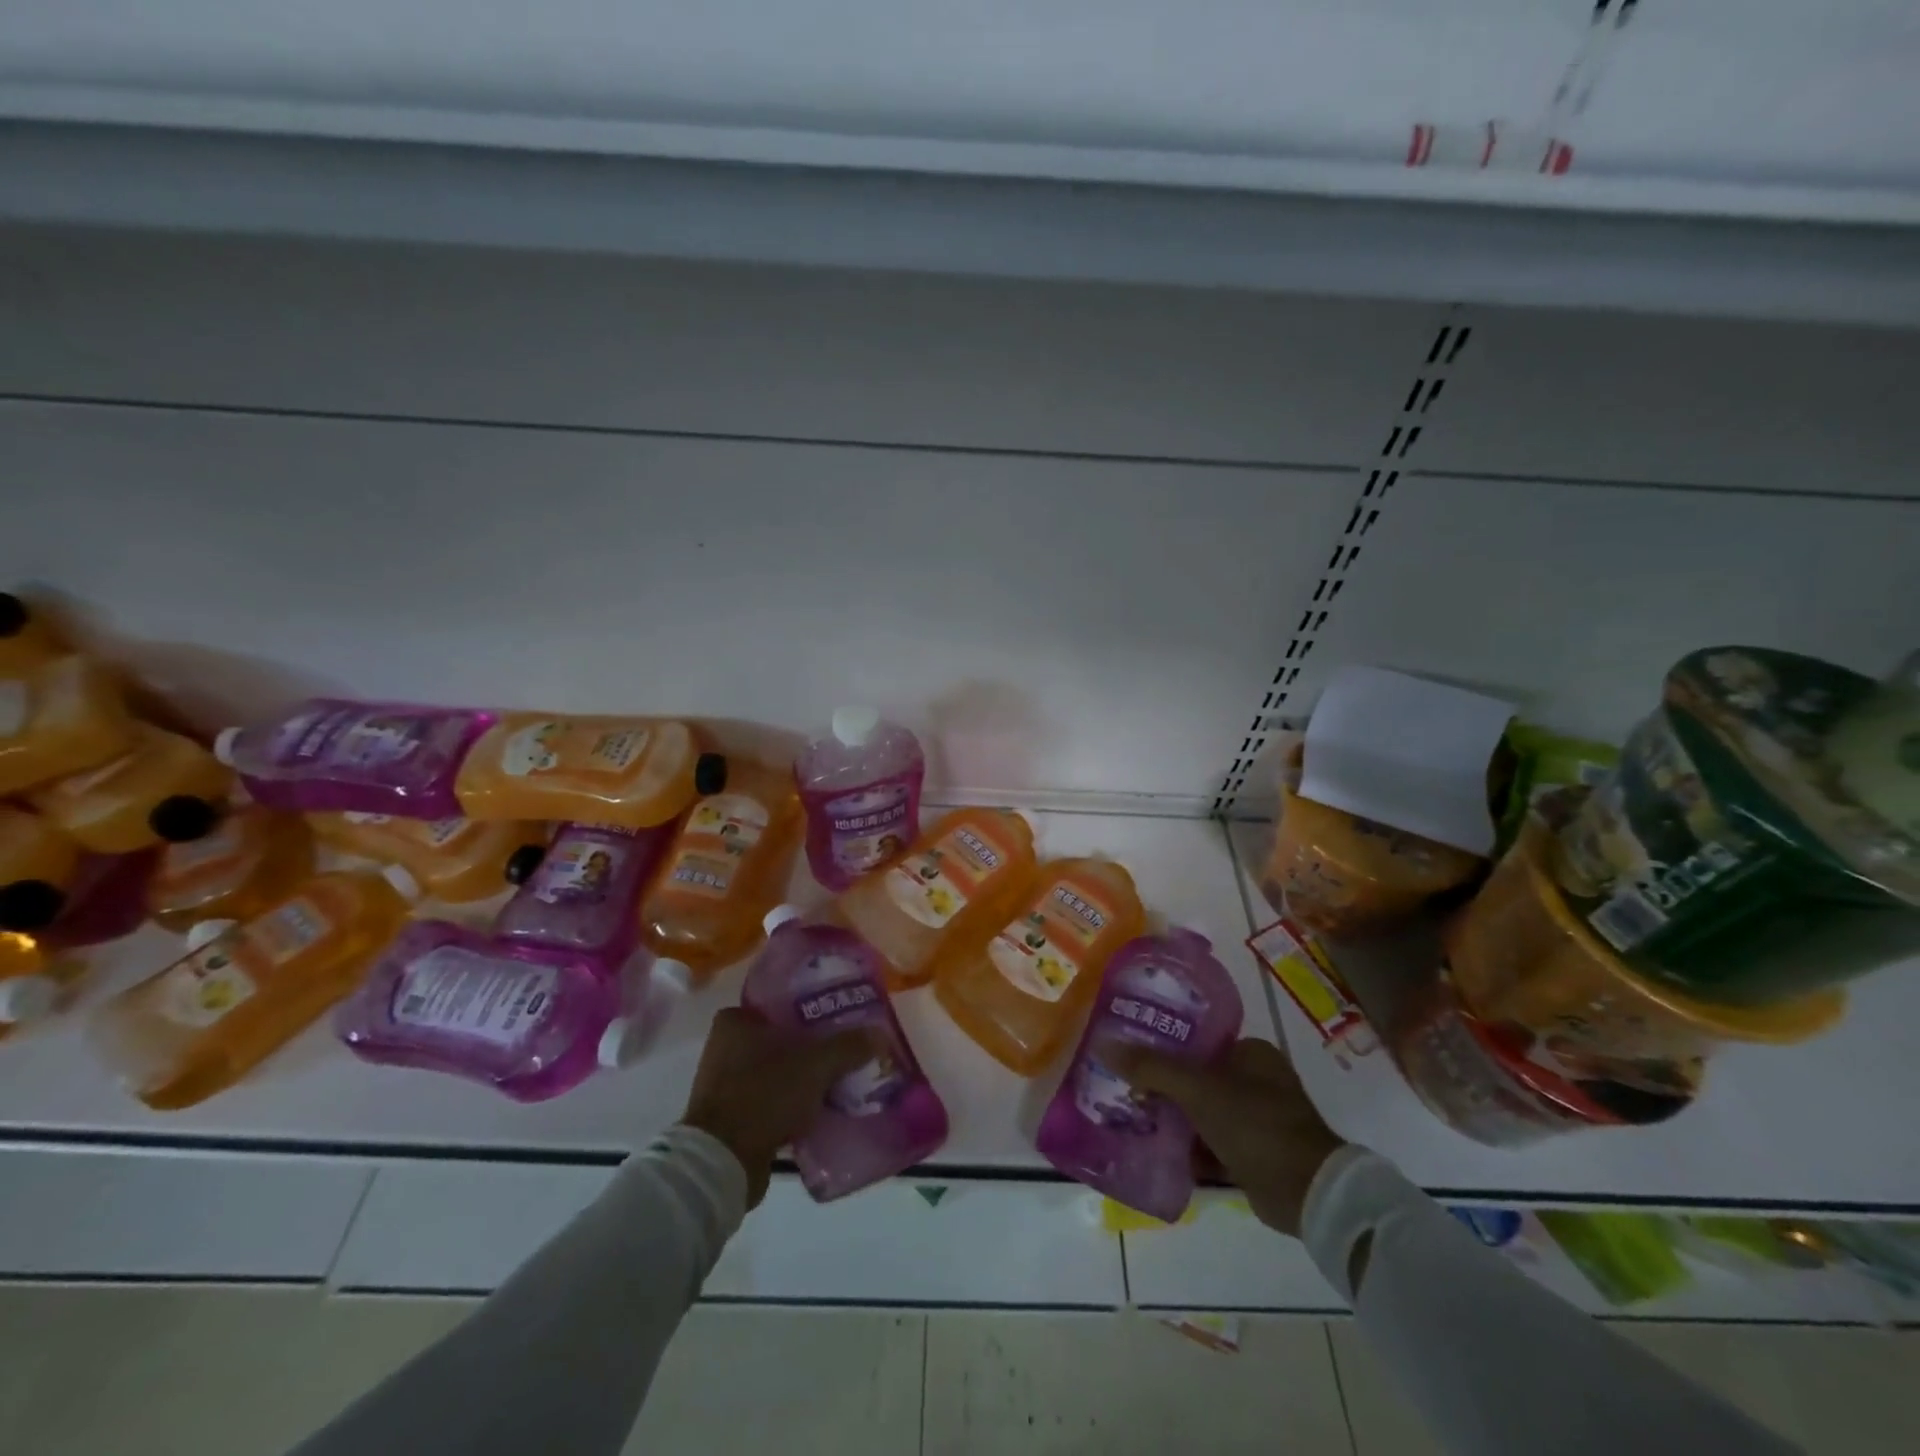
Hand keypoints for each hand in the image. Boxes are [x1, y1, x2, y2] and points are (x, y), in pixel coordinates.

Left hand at [680, 1007, 876, 1207]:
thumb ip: (848, 1046)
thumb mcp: (815, 1065)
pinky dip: (792, 1105)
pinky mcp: (731, 1118)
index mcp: (735, 1022)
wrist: (722, 1164)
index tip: (837, 1016)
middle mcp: (725, 1048)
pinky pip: (771, 1101)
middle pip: (781, 1039)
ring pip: (777, 1072)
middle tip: (845, 1047)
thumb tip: (880, 1034)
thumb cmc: (763, 1095)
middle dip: (811, 1047)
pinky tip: (821, 1110)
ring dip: (802, 1078)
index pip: (779, 1003)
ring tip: (839, 1079)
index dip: (810, 1007)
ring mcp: (725, 1085)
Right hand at [1104, 1037, 1345, 1235]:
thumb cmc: (1255, 1124)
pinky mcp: (1256, 1155)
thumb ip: (1151, 1067)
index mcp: (1252, 1052)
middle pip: (1197, 1076)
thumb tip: (1104, 1044)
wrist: (1308, 1194)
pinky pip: (1212, 1143)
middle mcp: (1258, 1080)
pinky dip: (1189, 1147)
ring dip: (1174, 1117)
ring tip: (1131, 1116)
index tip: (1131, 1051)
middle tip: (1125, 1085)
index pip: (1198, 1039)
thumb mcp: (1197, 1089)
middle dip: (1164, 1085)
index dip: (1164, 1044)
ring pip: (1203, 1111)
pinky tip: (1156, 1150)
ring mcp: (1259, 1120)